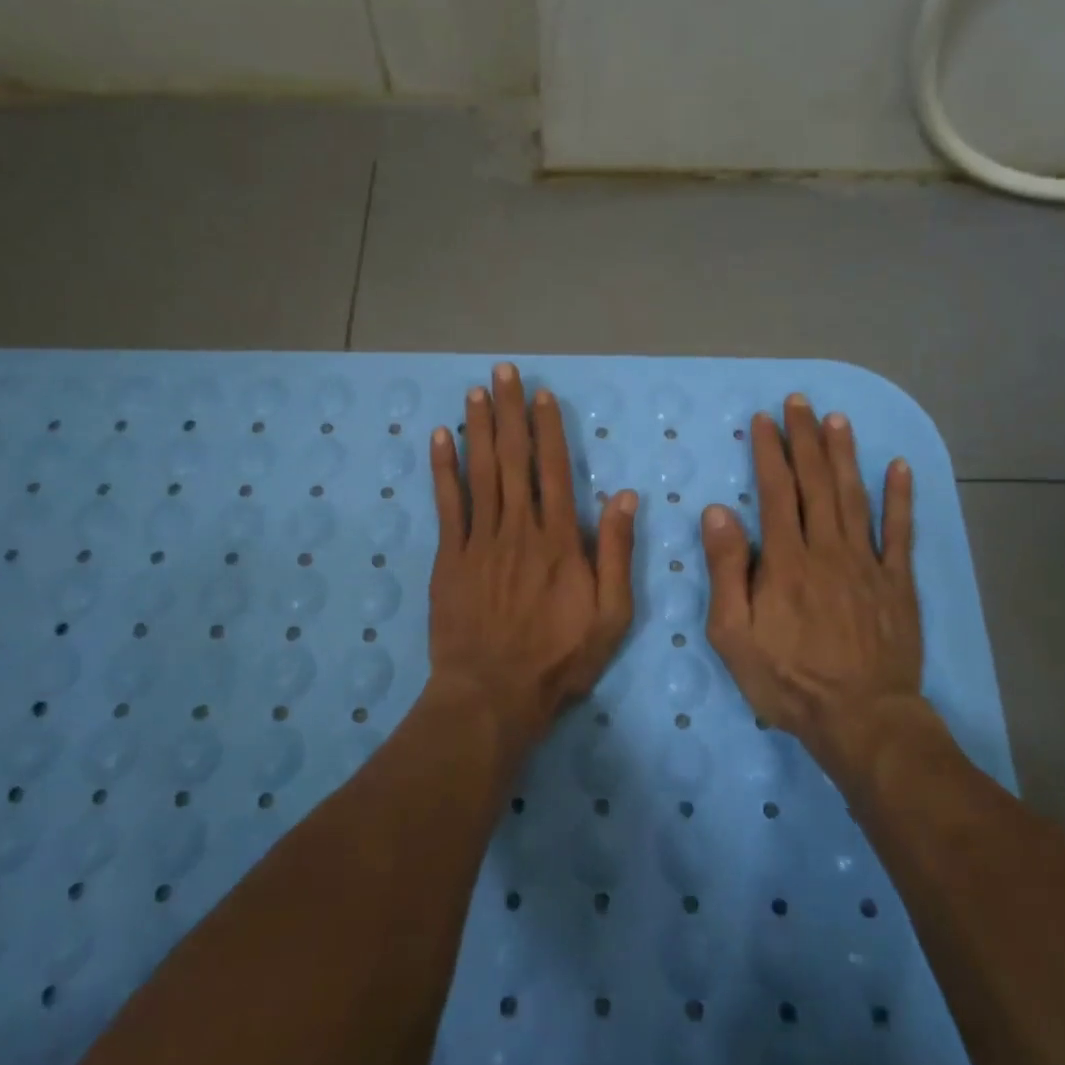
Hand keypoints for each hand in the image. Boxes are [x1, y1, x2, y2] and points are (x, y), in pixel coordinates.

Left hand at [424, 363, 637, 747]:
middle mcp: (518, 528)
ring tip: (476, 391)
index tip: (541, 394)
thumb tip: (625, 496)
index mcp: (559, 540)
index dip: (548, 428)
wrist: (493, 693)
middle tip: (502, 371)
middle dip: (509, 411)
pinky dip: (443, 469)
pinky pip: (447, 504)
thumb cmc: (559, 658)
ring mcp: (479, 540)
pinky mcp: (449, 557)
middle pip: (513, 458)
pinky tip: (440, 438)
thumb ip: (616, 553)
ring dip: (478, 428)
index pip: (554, 469)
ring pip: (480, 472)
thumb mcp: (611, 614)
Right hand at [701, 393, 927, 774]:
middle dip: (805, 439)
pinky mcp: (897, 583)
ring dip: (845, 455)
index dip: (769, 452)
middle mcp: (827, 549)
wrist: (860, 718)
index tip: (764, 420)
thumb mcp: (733, 633)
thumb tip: (718, 512)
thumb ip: (726, 570)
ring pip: (855, 497)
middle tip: (800, 402)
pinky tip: (900, 467)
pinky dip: (901, 498)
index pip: (776, 491)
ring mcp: (867, 563)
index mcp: (785, 560)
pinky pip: (901, 532)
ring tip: (837, 420)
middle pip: (816, 483)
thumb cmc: (787, 679)